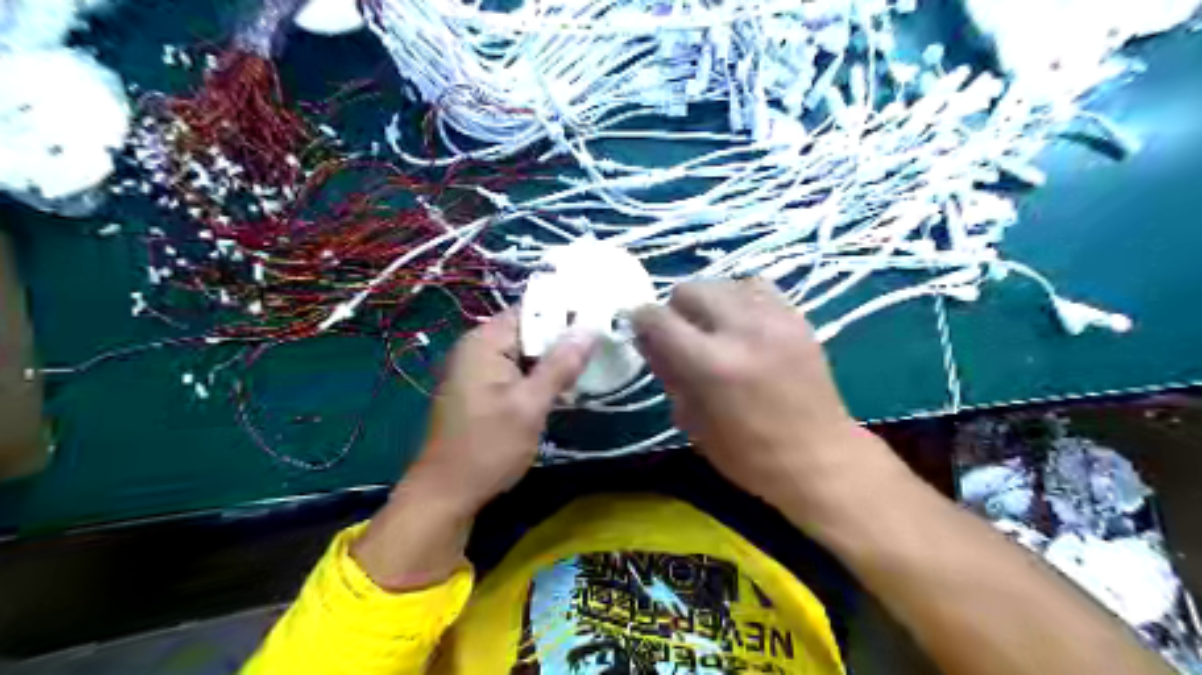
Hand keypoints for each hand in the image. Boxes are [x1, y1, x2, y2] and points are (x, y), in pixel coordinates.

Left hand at [354, 311, 594, 589]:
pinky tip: (564, 386)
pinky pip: (515, 370)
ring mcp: (477, 369)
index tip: (601, 318)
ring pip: (525, 352)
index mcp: (485, 342)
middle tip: (603, 343)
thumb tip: (590, 328)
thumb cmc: (489, 447)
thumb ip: (561, 365)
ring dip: (553, 358)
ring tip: (591, 362)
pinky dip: (538, 375)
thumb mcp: (530, 405)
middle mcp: (477, 347)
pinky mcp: (480, 389)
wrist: (447, 493)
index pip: (531, 309)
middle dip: (563, 337)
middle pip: (529, 329)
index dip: (566, 311)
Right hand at [632, 278, 905, 526]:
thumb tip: (649, 341)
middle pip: (689, 289)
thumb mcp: (693, 423)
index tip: (642, 332)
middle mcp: (741, 330)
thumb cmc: (749, 456)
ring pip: (723, 282)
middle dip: (676, 310)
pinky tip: (744, 323)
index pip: (657, 318)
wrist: (821, 459)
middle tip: (683, 337)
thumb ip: (668, 374)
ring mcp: (774, 319)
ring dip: (710, 302)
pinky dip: (741, 298)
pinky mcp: (798, 317)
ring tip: (717, 329)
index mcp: (710, 364)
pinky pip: (757, 286)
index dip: (641, 321)